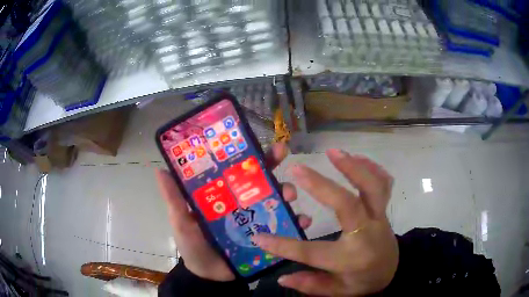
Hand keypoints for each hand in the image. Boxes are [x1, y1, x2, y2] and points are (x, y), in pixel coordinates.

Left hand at [155, 142, 312, 281]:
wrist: (208, 276)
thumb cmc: (192, 246)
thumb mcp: (180, 221)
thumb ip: (173, 199)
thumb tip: (160, 170)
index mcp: (223, 195)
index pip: (237, 169)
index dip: (248, 153)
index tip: (258, 139)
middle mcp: (242, 203)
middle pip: (261, 179)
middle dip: (274, 164)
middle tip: (283, 154)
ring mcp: (257, 219)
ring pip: (277, 200)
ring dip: (288, 192)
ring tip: (291, 196)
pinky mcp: (268, 236)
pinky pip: (286, 227)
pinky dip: (297, 222)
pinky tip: (303, 222)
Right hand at [253, 149, 398, 295]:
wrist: (392, 272)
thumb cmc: (363, 282)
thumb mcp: (338, 291)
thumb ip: (311, 285)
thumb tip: (281, 278)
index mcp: (351, 258)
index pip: (312, 252)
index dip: (283, 246)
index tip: (259, 236)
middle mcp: (367, 234)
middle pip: (347, 204)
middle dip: (320, 185)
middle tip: (298, 168)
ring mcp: (379, 218)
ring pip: (372, 186)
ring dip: (352, 166)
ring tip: (332, 152)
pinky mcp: (384, 209)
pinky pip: (384, 183)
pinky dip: (372, 167)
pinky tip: (357, 158)